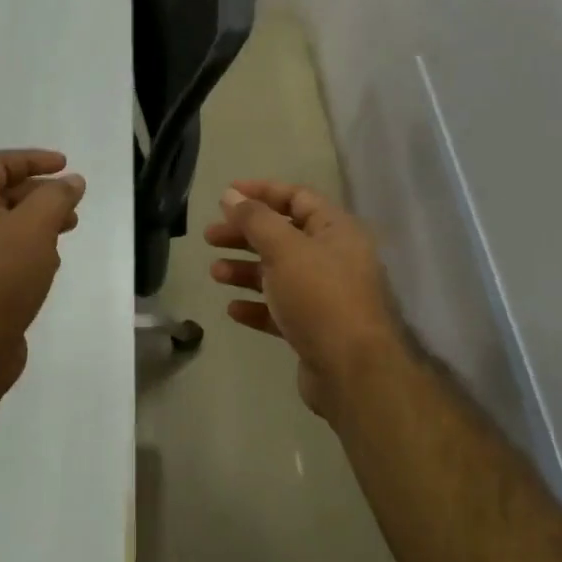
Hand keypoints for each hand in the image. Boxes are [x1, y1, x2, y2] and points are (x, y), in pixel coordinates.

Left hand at [0, 149, 85, 391]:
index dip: (32, 159)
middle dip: (41, 193)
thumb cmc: (0, 277)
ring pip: (9, 226)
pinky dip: (32, 249)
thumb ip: (56, 198)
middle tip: (73, 204)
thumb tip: (72, 181)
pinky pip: (8, 254)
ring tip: (69, 230)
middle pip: (4, 193)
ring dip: (40, 222)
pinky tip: (50, 264)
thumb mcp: (34, 227)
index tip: (65, 165)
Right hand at [205, 181, 400, 416]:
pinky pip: (280, 310)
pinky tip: (233, 310)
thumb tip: (231, 195)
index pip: (297, 198)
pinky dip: (257, 306)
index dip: (261, 192)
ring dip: (246, 271)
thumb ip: (255, 220)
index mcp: (336, 231)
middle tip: (210, 237)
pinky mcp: (314, 329)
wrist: (351, 370)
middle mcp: (334, 259)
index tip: (226, 194)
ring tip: (215, 274)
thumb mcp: (285, 249)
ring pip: (279, 274)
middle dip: (245, 234)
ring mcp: (325, 296)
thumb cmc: (320, 297)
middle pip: (283, 236)